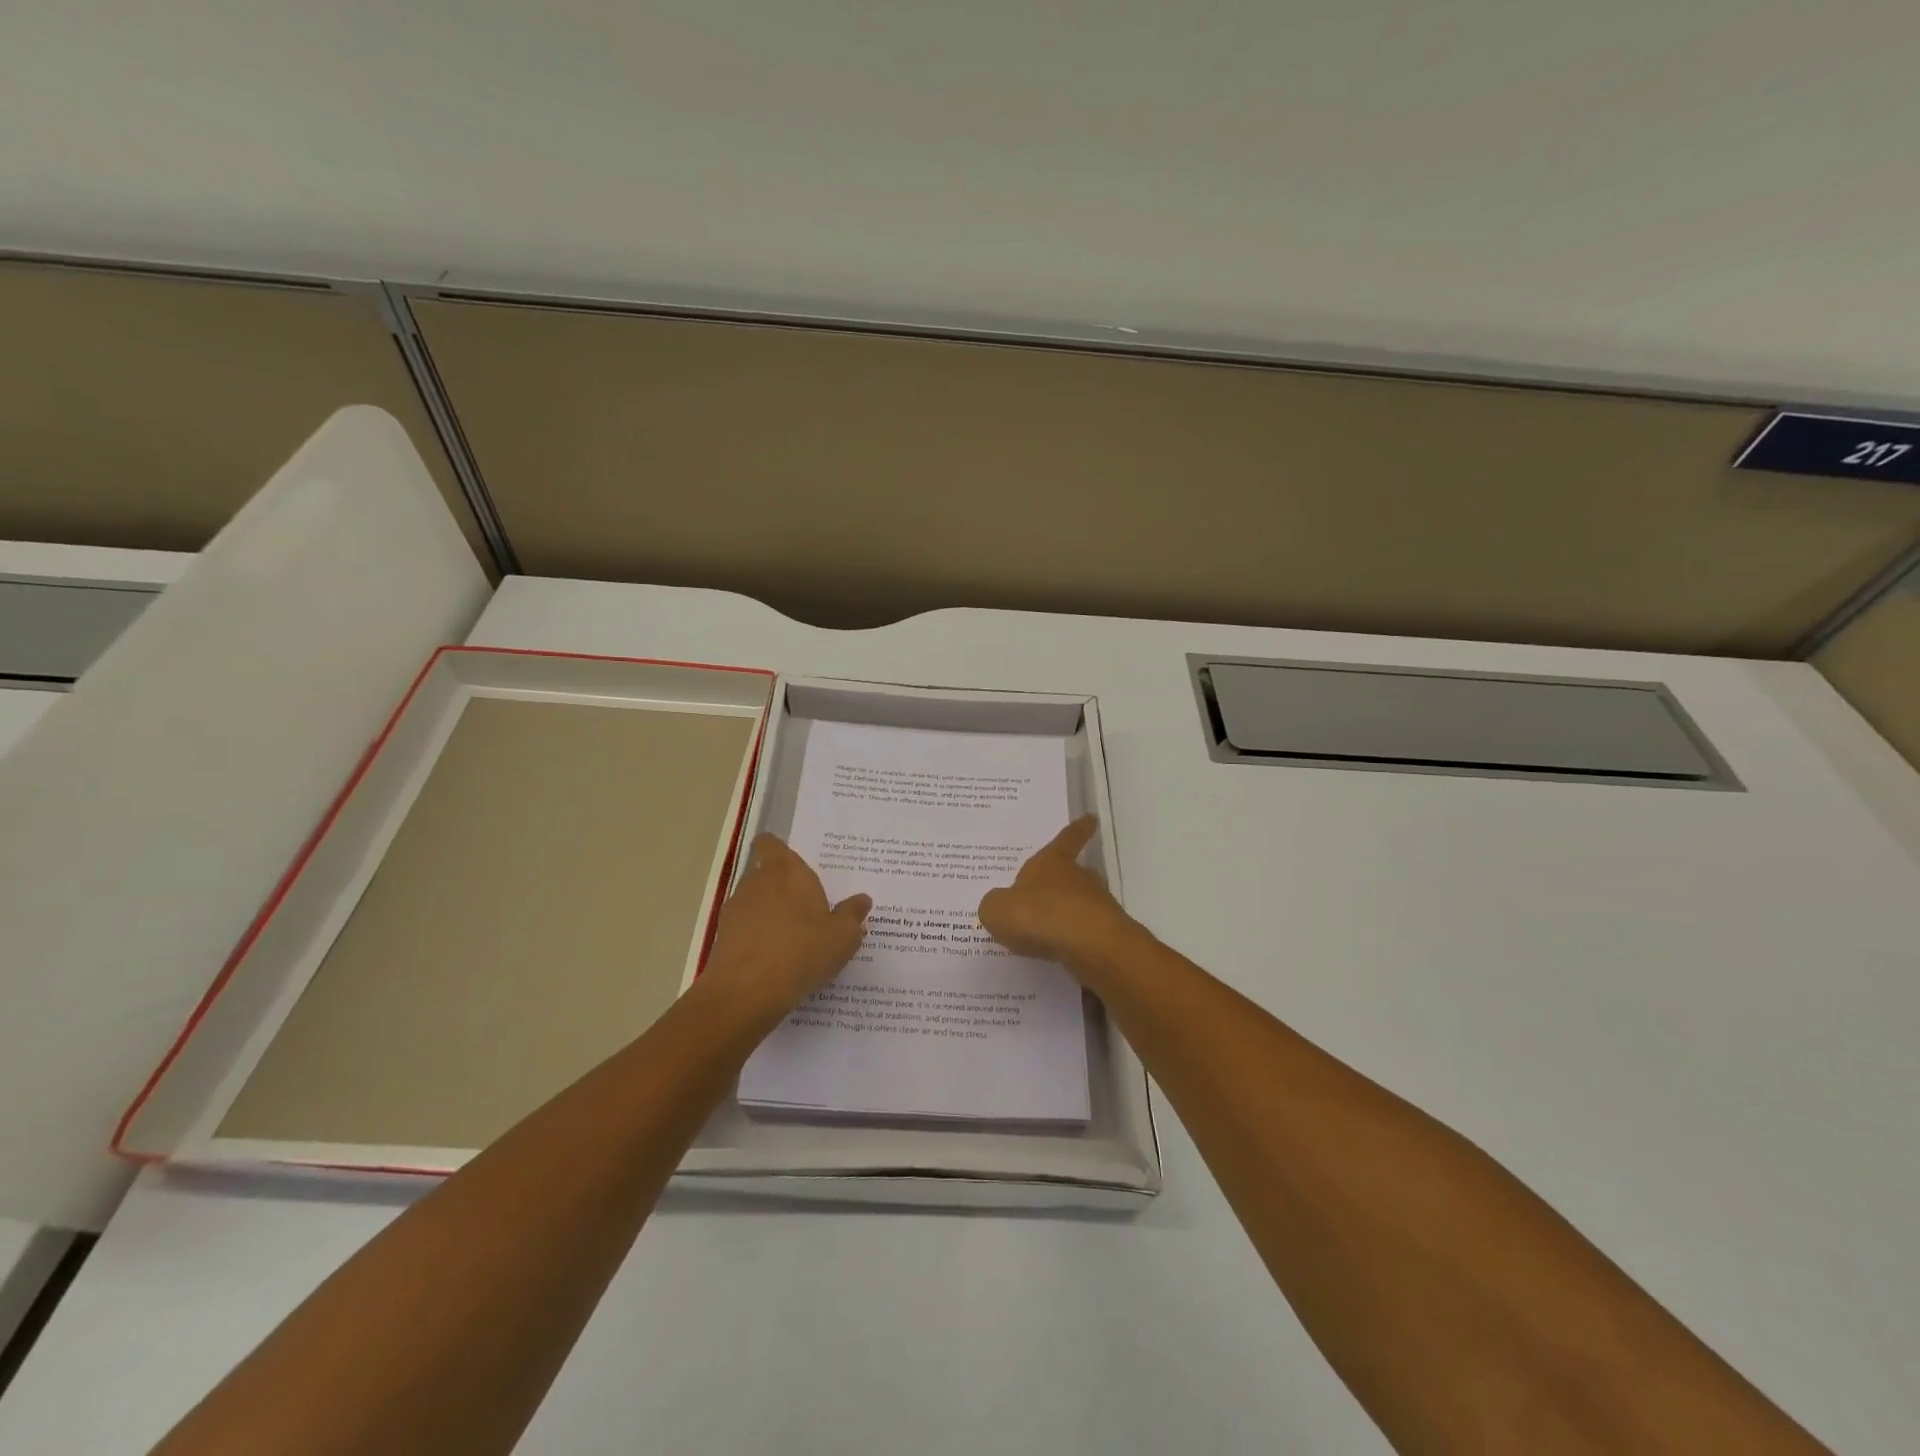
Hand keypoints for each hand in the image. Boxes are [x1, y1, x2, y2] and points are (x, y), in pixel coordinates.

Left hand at [700, 835, 870, 1020]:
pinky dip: (758, 940)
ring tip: (794, 942)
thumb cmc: (802, 951)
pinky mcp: (722, 939)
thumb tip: (861, 900)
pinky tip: (776, 963)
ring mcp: (735, 911)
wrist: (746, 993)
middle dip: (784, 889)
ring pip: (755, 903)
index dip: (779, 852)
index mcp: (786, 871)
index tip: (796, 868)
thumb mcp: (842, 937)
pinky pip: (745, 931)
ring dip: (771, 916)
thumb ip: (852, 915)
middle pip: (767, 875)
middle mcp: (756, 882)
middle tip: (810, 911)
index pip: (770, 844)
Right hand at [978, 816, 1136, 970]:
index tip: (1091, 818)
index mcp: (1052, 862)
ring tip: (1049, 931)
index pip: (1067, 839)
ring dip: (1070, 913)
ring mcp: (1097, 905)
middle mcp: (1078, 878)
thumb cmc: (1039, 915)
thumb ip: (995, 905)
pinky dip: (1074, 940)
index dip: (1078, 829)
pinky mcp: (1105, 934)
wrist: (1089, 946)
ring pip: (1083, 903)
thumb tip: (998, 905)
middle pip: (1076, 873)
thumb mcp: (998, 910)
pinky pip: (1085, 932)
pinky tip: (1059, 953)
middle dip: (1068, 880)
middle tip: (1053, 891)